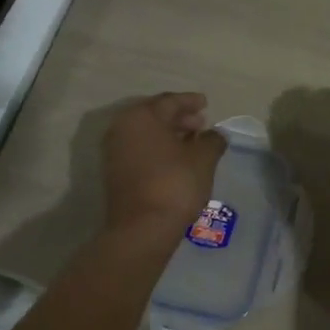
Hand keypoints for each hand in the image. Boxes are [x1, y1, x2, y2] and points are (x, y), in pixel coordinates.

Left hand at [103, 93, 227, 237]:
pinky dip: (157, 148)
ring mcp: (114, 150)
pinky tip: (176, 159)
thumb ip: (212, 140)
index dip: (190, 101)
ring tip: (192, 142)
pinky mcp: (114, 171)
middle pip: (155, 115)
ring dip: (169, 133)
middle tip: (201, 123)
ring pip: (146, 133)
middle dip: (179, 117)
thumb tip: (215, 134)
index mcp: (142, 116)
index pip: (170, 101)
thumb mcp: (204, 159)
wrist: (142, 228)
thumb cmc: (175, 183)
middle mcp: (122, 127)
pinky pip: (139, 148)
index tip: (205, 103)